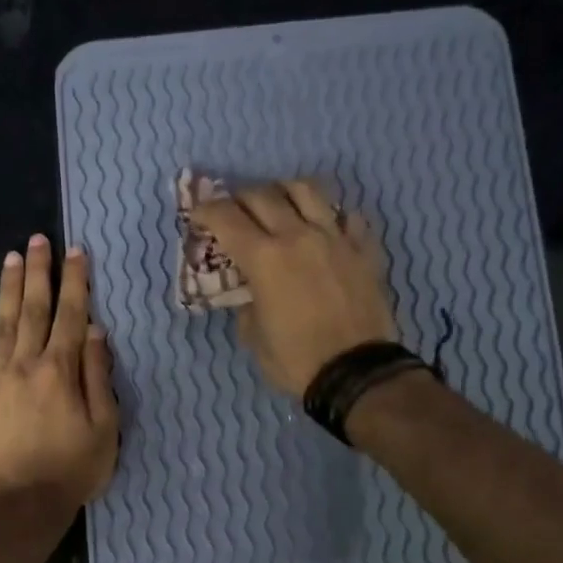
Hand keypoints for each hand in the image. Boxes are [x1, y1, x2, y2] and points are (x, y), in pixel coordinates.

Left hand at [0, 235, 118, 513]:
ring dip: (8, 290)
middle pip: (34, 310)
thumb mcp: (105, 427)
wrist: (22, 505)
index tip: (76, 252)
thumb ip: (98, 376)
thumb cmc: (73, 469)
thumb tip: (94, 331)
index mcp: (61, 371)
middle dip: (38, 272)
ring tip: (10, 258)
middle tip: (38, 240)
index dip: (75, 282)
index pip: (71, 316)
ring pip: (2, 324)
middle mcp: (26, 365)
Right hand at [190, 179, 394, 396]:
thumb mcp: (253, 337)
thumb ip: (247, 303)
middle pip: (263, 195)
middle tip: (234, 212)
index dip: (206, 210)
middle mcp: (298, 236)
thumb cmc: (295, 360)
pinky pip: (348, 216)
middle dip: (240, 198)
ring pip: (307, 190)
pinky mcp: (364, 249)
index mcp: (264, 258)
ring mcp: (335, 238)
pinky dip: (330, 216)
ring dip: (284, 191)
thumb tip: (253, 291)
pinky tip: (325, 228)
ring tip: (279, 203)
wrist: (356, 373)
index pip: (226, 217)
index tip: (198, 215)